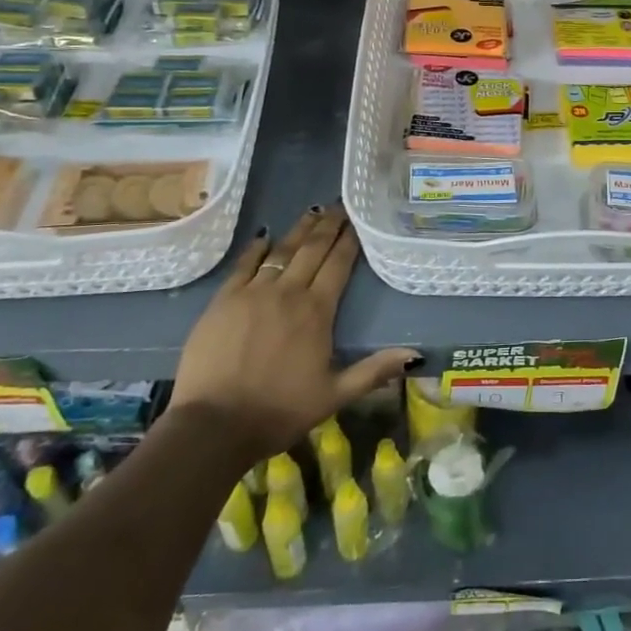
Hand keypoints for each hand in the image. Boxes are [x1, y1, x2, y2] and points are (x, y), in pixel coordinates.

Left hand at [171, 205, 415, 457]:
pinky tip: (265, 236)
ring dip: (299, 229)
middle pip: (312, 249)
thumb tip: (416, 355)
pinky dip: (257, 248)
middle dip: (328, 225)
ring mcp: (252, 292)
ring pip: (281, 250)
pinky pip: (244, 264)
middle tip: (339, 206)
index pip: (338, 264)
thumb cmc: (279, 411)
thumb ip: (374, 371)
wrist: (214, 424)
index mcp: (317, 312)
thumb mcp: (335, 396)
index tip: (357, 221)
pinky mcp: (223, 300)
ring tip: (312, 212)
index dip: (349, 240)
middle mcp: (288, 292)